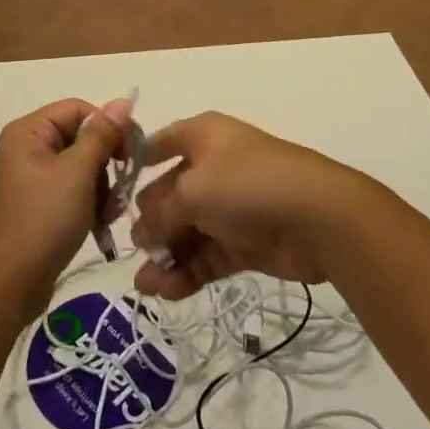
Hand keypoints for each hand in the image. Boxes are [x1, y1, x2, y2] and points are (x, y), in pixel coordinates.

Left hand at [0, 97, 132, 324]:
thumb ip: (101, 134)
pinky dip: (88, 204)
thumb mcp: (77, 173)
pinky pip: (71, 192)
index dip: (108, 126)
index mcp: (28, 131)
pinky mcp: (36, 206)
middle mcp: (26, 149)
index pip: (78, 109)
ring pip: (80, 168)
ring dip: (101, 187)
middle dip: (105, 163)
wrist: (6, 285)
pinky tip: (99, 224)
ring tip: (108, 214)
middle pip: (80, 138)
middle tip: (120, 190)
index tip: (131, 155)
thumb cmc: (42, 220)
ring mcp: (30, 179)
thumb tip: (123, 101)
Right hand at [130, 112, 379, 300]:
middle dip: (150, 222)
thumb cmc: (246, 184)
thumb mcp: (191, 191)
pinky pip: (207, 255)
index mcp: (203, 137)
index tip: (111, 188)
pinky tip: (164, 291)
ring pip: (188, 230)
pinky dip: (187, 272)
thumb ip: (160, 213)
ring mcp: (231, 206)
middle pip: (170, 193)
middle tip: (134, 249)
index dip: (136, 162)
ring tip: (144, 286)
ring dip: (166, 255)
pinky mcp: (246, 241)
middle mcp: (214, 166)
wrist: (318, 216)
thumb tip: (143, 235)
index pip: (161, 142)